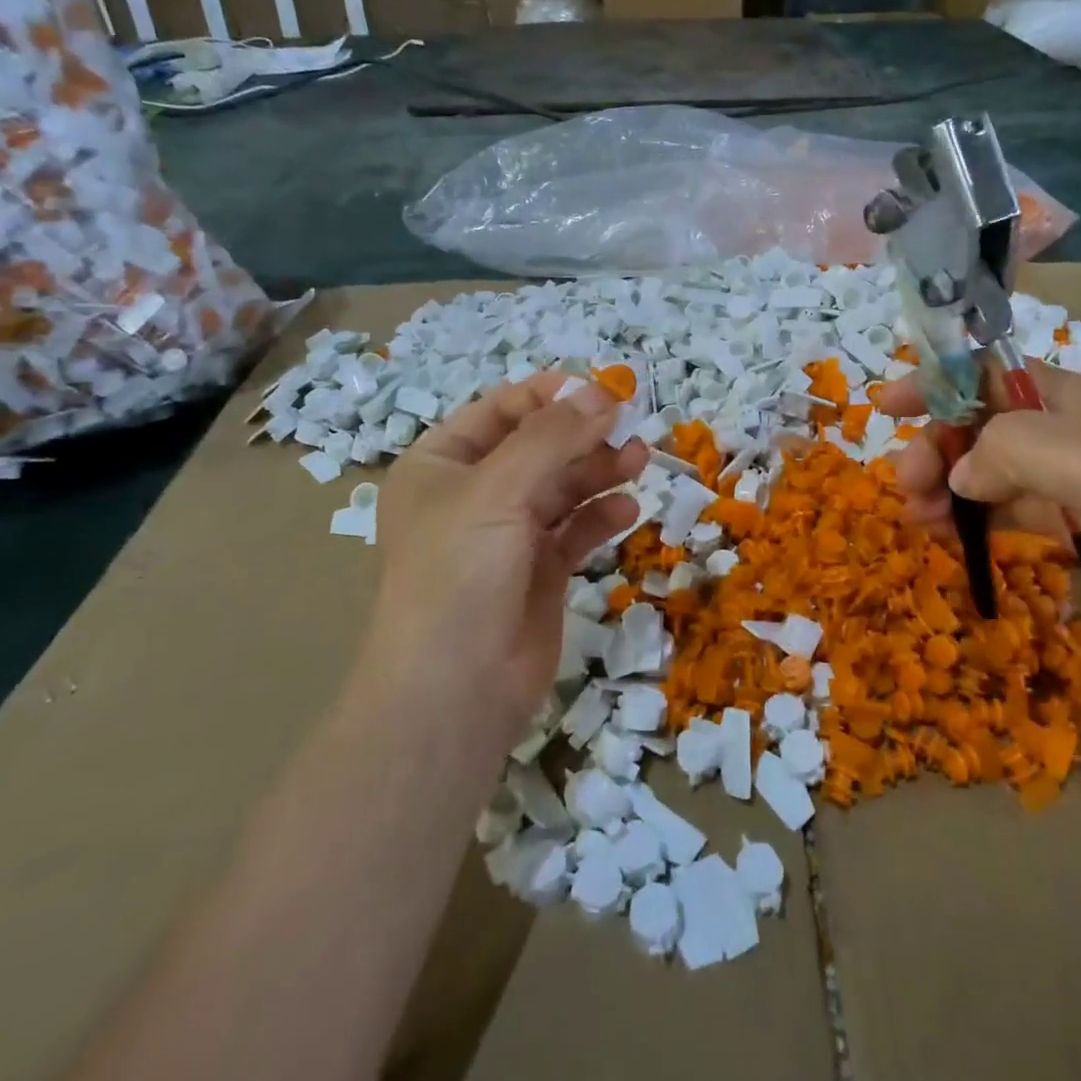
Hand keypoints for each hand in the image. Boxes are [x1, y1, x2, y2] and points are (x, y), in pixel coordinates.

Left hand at [364, 373, 646, 751]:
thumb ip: (553, 438)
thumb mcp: (498, 491)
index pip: (501, 411)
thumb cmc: (458, 575)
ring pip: (562, 487)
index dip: (550, 396)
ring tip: (638, 461)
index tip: (602, 388)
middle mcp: (473, 494)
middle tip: (629, 425)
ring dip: (599, 471)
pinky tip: (627, 511)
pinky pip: (575, 530)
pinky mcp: (539, 571)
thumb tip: (602, 391)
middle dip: (582, 434)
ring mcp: (508, 534)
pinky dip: (600, 516)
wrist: (454, 692)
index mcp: (441, 465)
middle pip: (538, 447)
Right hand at [878, 361, 1080, 659]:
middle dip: (932, 449)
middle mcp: (1059, 432)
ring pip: (982, 470)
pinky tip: (949, 538)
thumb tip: (958, 475)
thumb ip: (1011, 451)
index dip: (934, 380)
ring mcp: (1063, 481)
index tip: (887, 406)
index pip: (983, 371)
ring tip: (917, 522)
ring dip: (942, 489)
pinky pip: (1001, 510)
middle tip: (905, 488)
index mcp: (1065, 400)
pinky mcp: (1067, 525)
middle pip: (974, 424)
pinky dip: (969, 519)